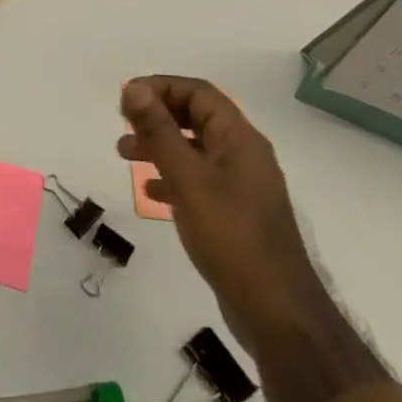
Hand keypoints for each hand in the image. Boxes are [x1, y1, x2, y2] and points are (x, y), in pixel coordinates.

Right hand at [118, 77, 326, 357]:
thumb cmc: (231, 236)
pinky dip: (172, 177)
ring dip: (160, 145)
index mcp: (240, 139)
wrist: (277, 313)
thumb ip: (159, 131)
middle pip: (197, 117)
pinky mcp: (236, 215)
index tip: (126, 98)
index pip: (199, 92)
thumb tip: (134, 89)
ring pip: (195, 149)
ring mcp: (242, 187)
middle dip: (158, 115)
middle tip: (124, 124)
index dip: (161, 87)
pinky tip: (151, 193)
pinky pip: (199, 181)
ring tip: (125, 154)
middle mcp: (244, 156)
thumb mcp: (187, 178)